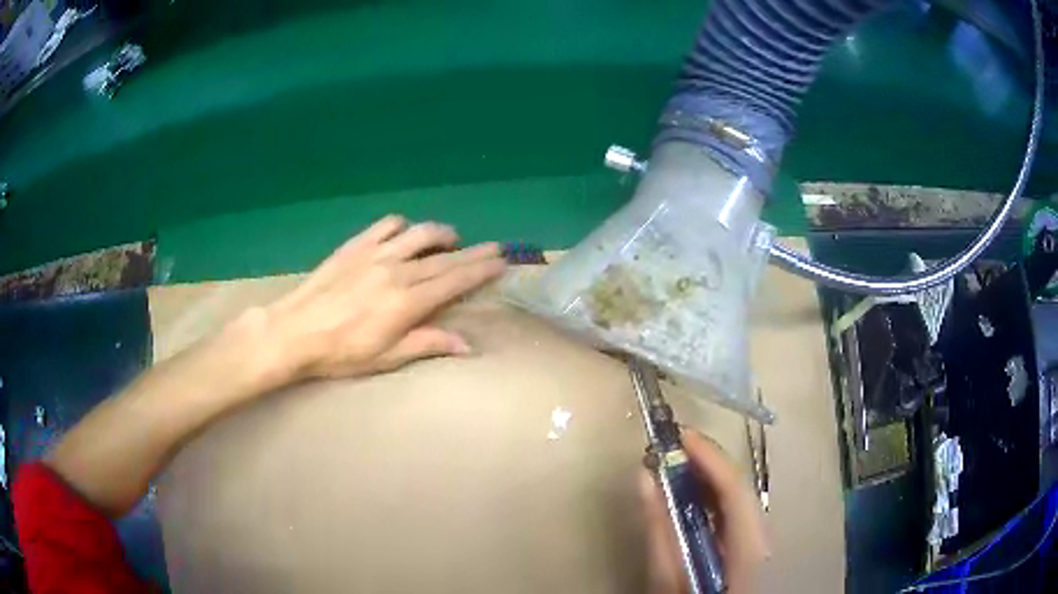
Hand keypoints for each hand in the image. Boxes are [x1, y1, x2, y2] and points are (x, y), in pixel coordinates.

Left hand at [256, 215, 505, 385]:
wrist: (295, 331)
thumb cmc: (341, 353)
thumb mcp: (387, 357)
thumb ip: (428, 344)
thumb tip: (467, 344)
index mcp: (408, 302)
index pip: (455, 281)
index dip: (481, 270)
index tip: (501, 261)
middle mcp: (398, 271)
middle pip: (444, 257)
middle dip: (473, 252)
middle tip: (493, 247)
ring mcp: (376, 253)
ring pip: (419, 234)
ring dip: (441, 234)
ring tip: (451, 239)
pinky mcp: (355, 246)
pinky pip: (386, 226)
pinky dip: (402, 226)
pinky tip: (404, 233)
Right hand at [639, 429, 768, 593]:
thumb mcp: (669, 578)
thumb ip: (659, 530)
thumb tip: (645, 479)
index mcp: (749, 545)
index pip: (734, 489)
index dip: (709, 456)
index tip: (678, 434)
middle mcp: (764, 536)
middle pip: (739, 488)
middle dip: (706, 462)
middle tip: (669, 448)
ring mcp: (762, 540)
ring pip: (739, 497)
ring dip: (708, 477)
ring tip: (675, 465)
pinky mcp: (753, 545)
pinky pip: (735, 511)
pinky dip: (712, 497)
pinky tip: (691, 496)